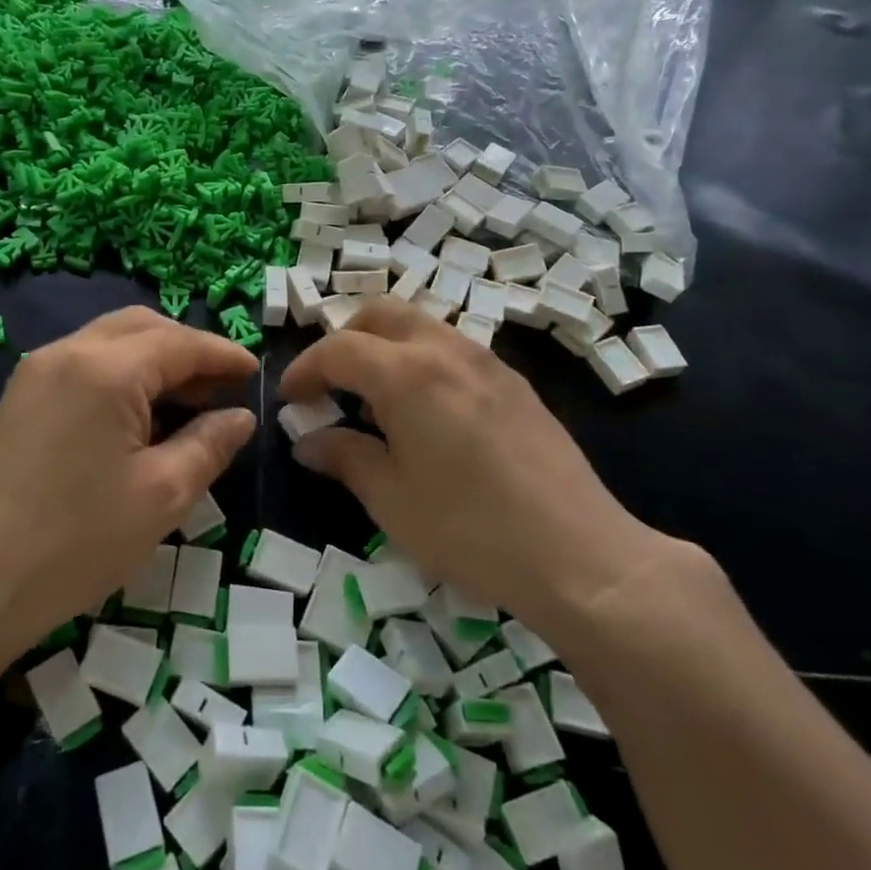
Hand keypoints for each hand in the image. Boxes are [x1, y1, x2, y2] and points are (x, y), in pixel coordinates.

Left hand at [0, 307, 256, 663]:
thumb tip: (239, 417)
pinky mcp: (20, 397)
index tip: (256, 373)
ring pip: (111, 341)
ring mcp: (36, 372)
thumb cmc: (77, 542)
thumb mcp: (162, 495)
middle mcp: (67, 352)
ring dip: (155, 360)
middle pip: (142, 327)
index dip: (223, 355)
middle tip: (222, 388)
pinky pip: (84, 364)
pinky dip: (122, 375)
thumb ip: (209, 445)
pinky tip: (140, 416)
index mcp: (105, 368)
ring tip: (189, 402)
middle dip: (188, 349)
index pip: (179, 342)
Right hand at [279, 298, 672, 635]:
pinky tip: (426, 415)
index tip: (290, 398)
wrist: (580, 555)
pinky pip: (452, 349)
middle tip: (329, 385)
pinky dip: (421, 361)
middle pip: (381, 314)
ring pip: (420, 326)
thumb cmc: (469, 530)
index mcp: (407, 375)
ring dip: (384, 347)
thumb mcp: (391, 500)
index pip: (338, 349)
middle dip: (343, 340)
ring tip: (376, 403)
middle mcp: (446, 351)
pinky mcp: (515, 383)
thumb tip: (308, 441)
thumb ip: (344, 458)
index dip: (305, 369)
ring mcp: (487, 362)